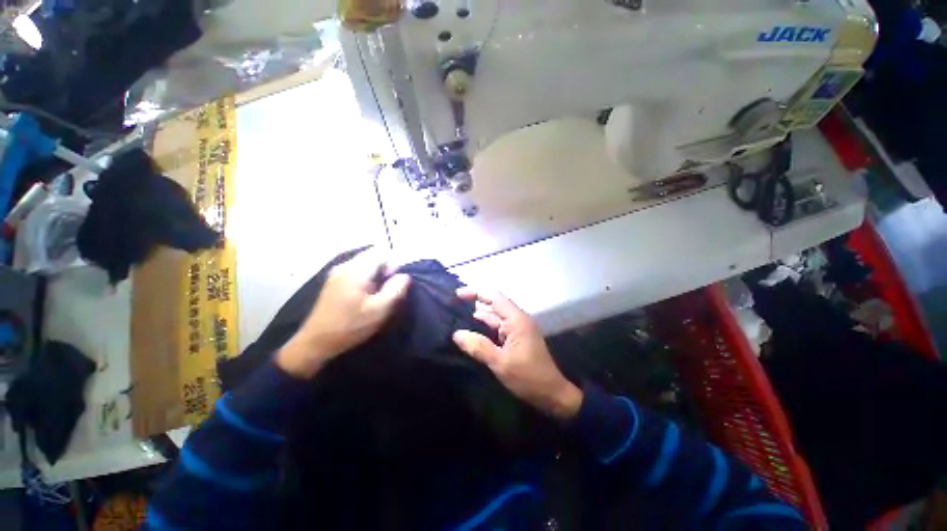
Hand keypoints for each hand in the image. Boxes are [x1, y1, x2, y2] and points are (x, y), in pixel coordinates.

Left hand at [277, 250, 410, 378]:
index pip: (382, 253)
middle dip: (385, 268)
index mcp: (356, 270)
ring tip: (380, 293)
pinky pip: (356, 271)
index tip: (397, 281)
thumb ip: (396, 289)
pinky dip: (367, 278)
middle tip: (390, 288)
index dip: (394, 263)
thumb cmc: (350, 325)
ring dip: (376, 274)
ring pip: (365, 264)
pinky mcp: (334, 282)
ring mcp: (337, 273)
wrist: (316, 343)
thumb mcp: (380, 310)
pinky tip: (366, 295)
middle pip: (372, 256)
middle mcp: (345, 266)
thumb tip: (405, 276)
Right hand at [453, 288, 582, 419]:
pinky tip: (474, 328)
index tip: (457, 294)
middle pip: (495, 303)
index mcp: (516, 320)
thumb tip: (457, 334)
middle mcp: (518, 319)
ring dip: (480, 314)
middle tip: (455, 304)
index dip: (476, 292)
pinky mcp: (517, 338)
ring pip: (496, 315)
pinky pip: (499, 327)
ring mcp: (518, 329)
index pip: (494, 297)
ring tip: (459, 314)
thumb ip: (478, 347)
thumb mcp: (501, 363)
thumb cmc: (528, 377)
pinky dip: (486, 325)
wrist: (552, 394)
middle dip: (476, 301)